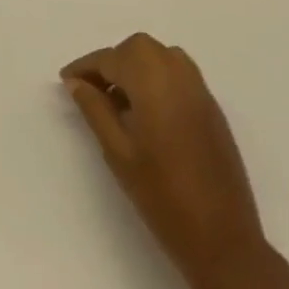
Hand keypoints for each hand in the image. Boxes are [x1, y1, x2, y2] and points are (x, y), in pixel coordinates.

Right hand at [62, 34, 266, 288]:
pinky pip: (177, 74)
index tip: (66, 80)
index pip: (111, 58)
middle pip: (137, 49)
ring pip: (159, 57)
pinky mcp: (211, 106)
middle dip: (112, 62)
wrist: (223, 240)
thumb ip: (95, 109)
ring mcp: (199, 88)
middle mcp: (178, 72)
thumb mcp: (118, 152)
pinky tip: (145, 112)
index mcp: (152, 79)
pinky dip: (156, 78)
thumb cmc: (162, 196)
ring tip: (117, 100)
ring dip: (135, 67)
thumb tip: (76, 82)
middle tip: (91, 90)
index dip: (85, 67)